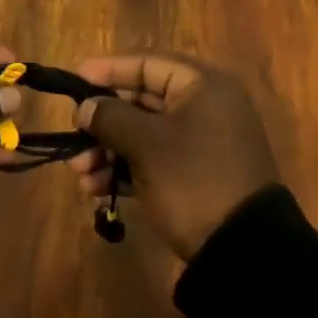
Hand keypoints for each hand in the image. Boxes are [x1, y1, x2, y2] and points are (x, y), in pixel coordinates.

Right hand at [67, 55, 279, 259]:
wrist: (244, 254)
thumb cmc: (192, 180)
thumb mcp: (146, 145)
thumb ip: (110, 117)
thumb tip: (85, 107)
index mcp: (202, 86)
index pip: (146, 64)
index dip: (108, 71)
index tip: (74, 81)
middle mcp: (205, 107)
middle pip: (142, 101)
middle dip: (103, 122)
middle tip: (73, 136)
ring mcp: (202, 144)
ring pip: (144, 134)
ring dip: (108, 150)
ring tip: (79, 173)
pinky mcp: (197, 176)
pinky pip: (154, 161)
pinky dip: (126, 169)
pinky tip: (96, 189)